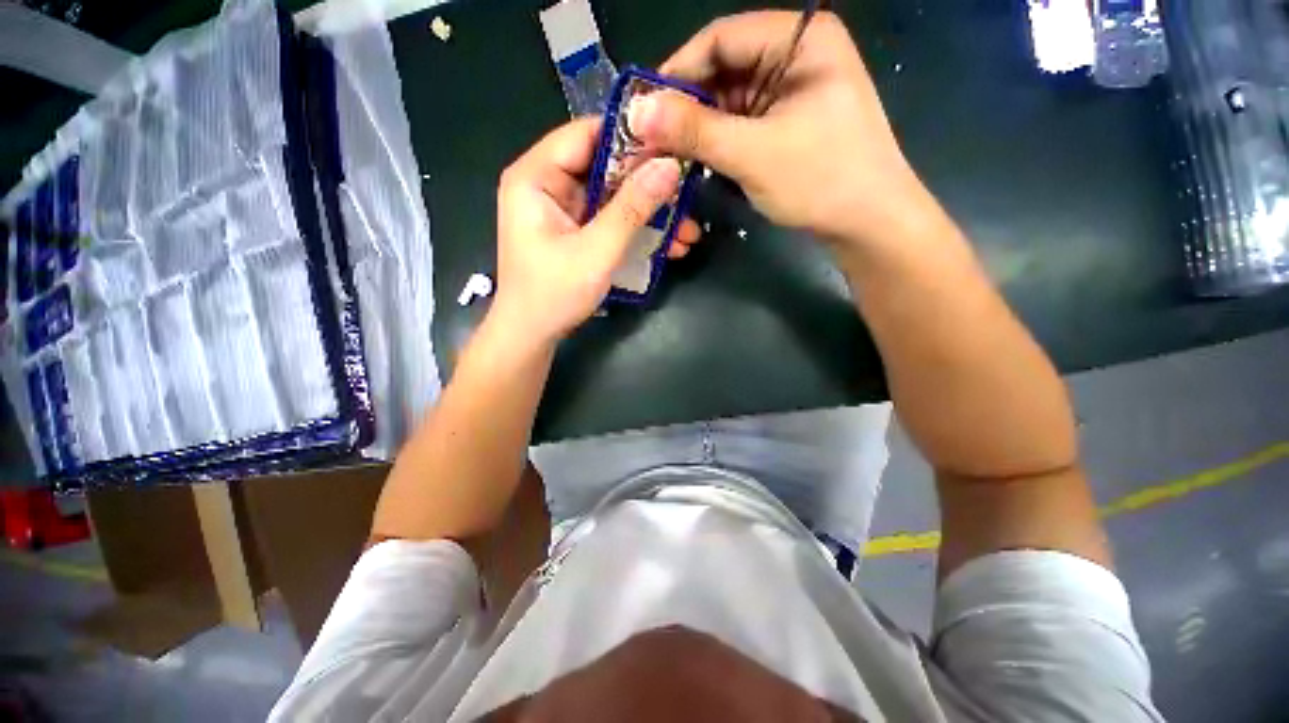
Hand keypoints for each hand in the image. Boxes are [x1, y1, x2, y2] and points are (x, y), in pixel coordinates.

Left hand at [491, 118, 701, 346]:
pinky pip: (611, 220)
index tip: (674, 145)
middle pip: (605, 167)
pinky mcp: (576, 232)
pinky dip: (637, 230)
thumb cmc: (554, 294)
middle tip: (689, 192)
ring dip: (650, 213)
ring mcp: (564, 211)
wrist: (532, 336)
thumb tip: (670, 166)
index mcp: (536, 177)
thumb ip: (632, 208)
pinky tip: (670, 245)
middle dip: (649, 184)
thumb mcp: (597, 251)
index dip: (630, 136)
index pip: (586, 134)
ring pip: (614, 197)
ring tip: (688, 230)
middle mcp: (548, 185)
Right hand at [629, 11, 930, 246]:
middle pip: (722, 70)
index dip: (677, 71)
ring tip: (667, 156)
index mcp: (800, 40)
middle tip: (650, 141)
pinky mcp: (784, 124)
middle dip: (685, 107)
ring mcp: (790, 92)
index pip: (721, 38)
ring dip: (697, 129)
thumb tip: (638, 113)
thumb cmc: (822, 180)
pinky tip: (696, 162)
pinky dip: (715, 143)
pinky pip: (739, 125)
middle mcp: (794, 56)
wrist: (867, 224)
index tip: (643, 109)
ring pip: (727, 101)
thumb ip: (695, 131)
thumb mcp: (754, 153)